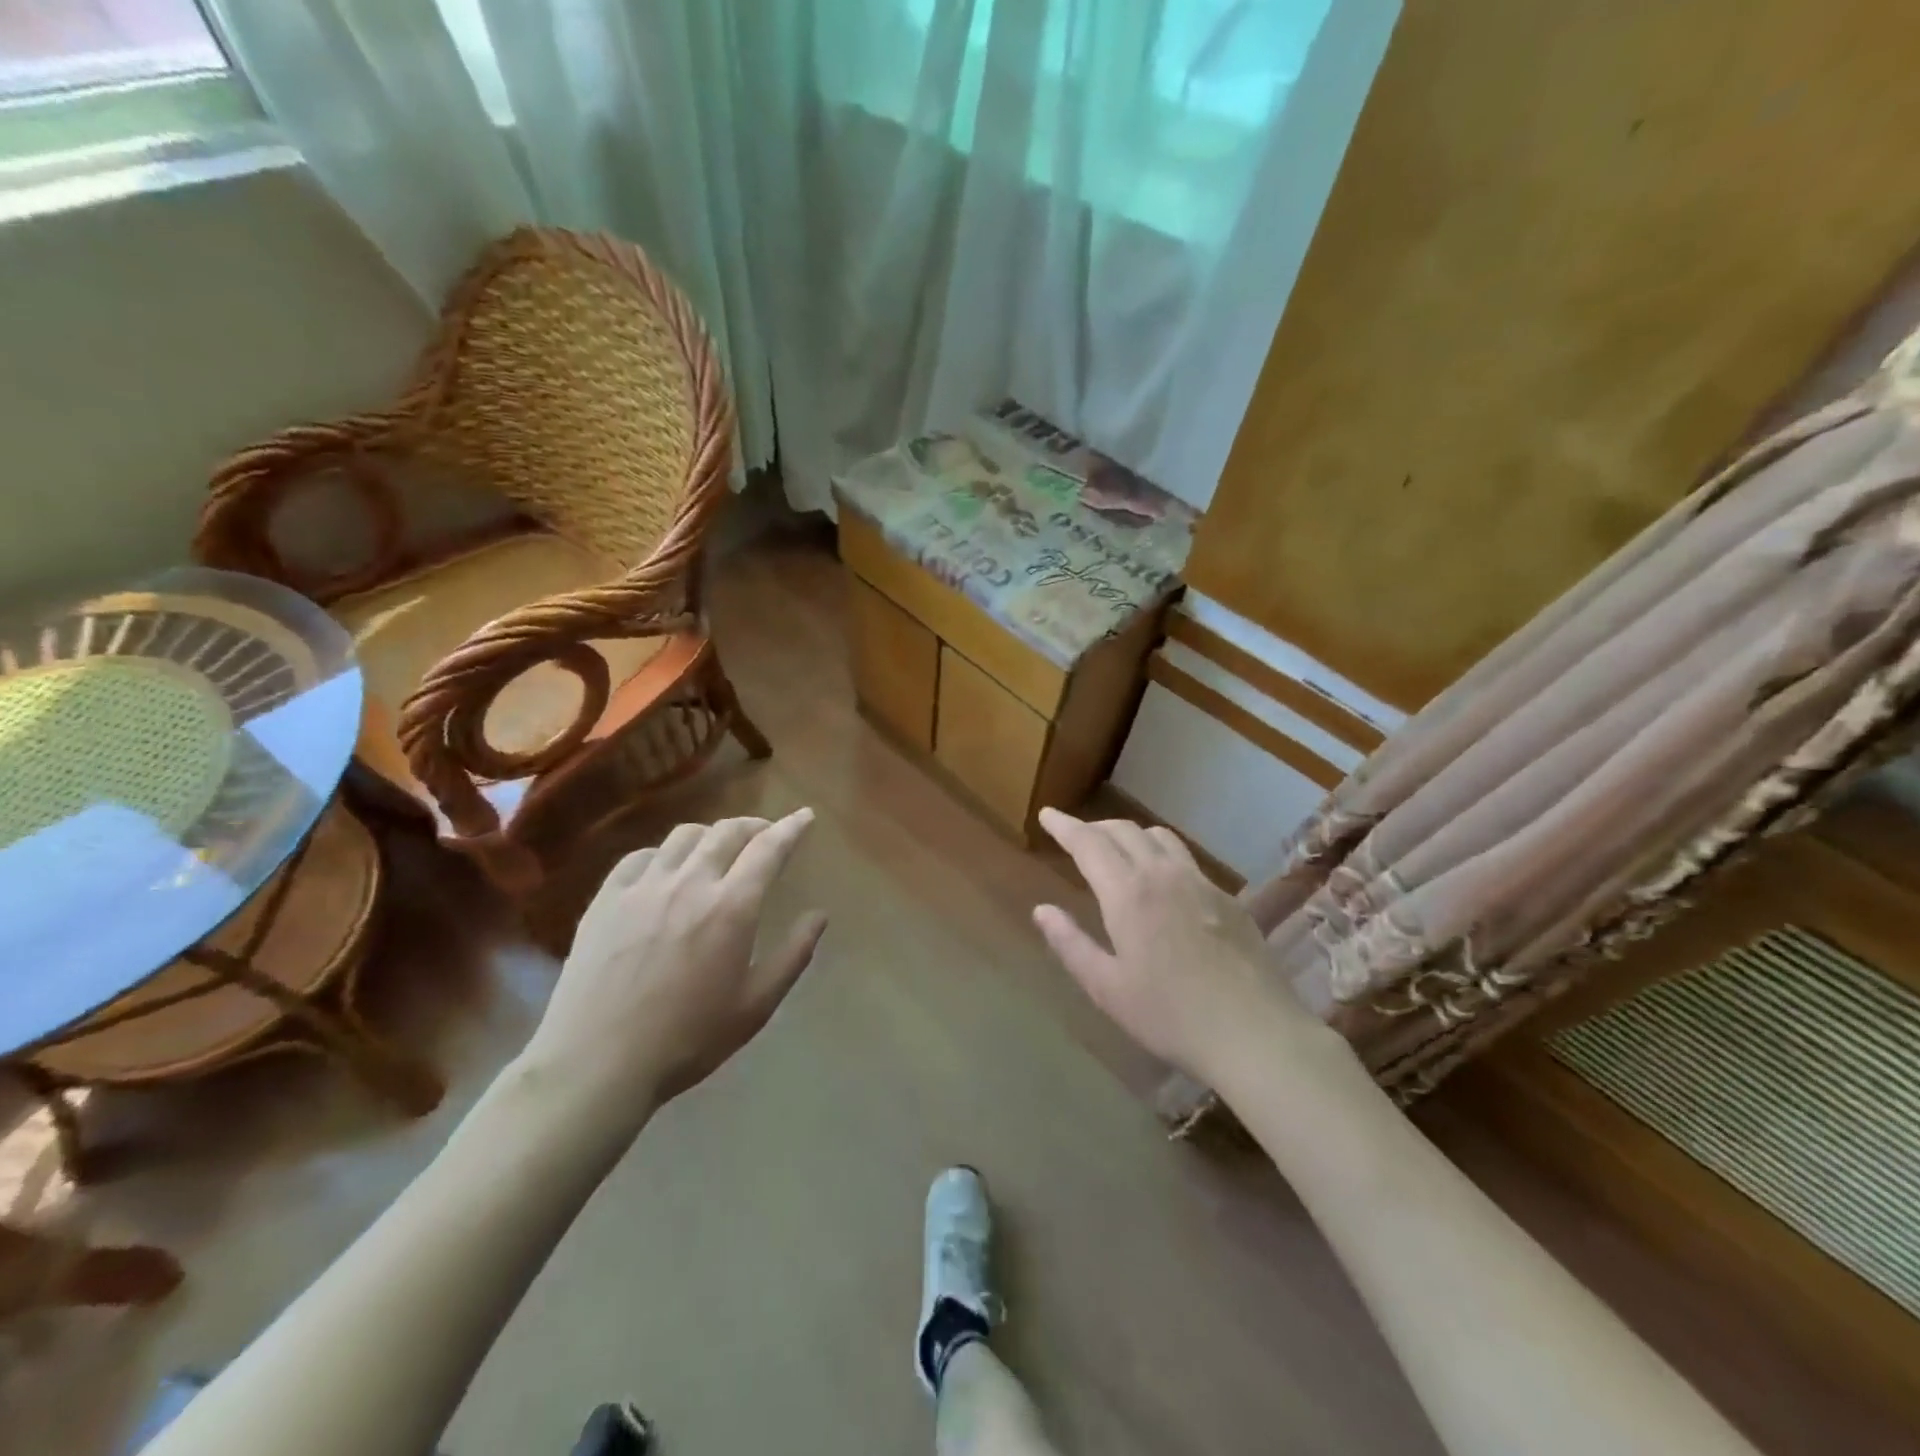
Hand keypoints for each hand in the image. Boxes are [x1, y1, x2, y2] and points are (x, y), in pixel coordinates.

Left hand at [522, 810, 825, 1116]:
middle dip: (754, 825)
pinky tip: (666, 871)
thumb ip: (793, 955)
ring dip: (711, 835)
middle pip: (727, 831)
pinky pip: (640, 856)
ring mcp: (644, 887)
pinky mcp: (606, 899)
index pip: (769, 848)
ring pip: (684, 836)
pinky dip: (664, 854)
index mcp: (732, 907)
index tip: (805, 816)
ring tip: (717, 850)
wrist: (597, 1062)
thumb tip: (819, 916)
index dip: (791, 827)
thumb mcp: (756, 1005)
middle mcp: (690, 883)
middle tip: (764, 835)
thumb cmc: (688, 1038)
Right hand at [1032, 810, 1326, 1082]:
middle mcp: (1164, 874)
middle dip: (1094, 827)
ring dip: (1130, 834)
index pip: (1088, 842)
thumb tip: (1042, 910)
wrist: (1256, 1033)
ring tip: (1117, 851)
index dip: (1064, 825)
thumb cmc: (1170, 1016)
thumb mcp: (1107, 988)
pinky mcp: (1228, 899)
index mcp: (1128, 893)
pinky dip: (1161, 854)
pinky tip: (1163, 883)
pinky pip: (1187, 859)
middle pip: (1124, 829)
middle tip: (1075, 836)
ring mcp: (1201, 883)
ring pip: (1160, 837)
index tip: (1046, 814)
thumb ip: (1070, 944)